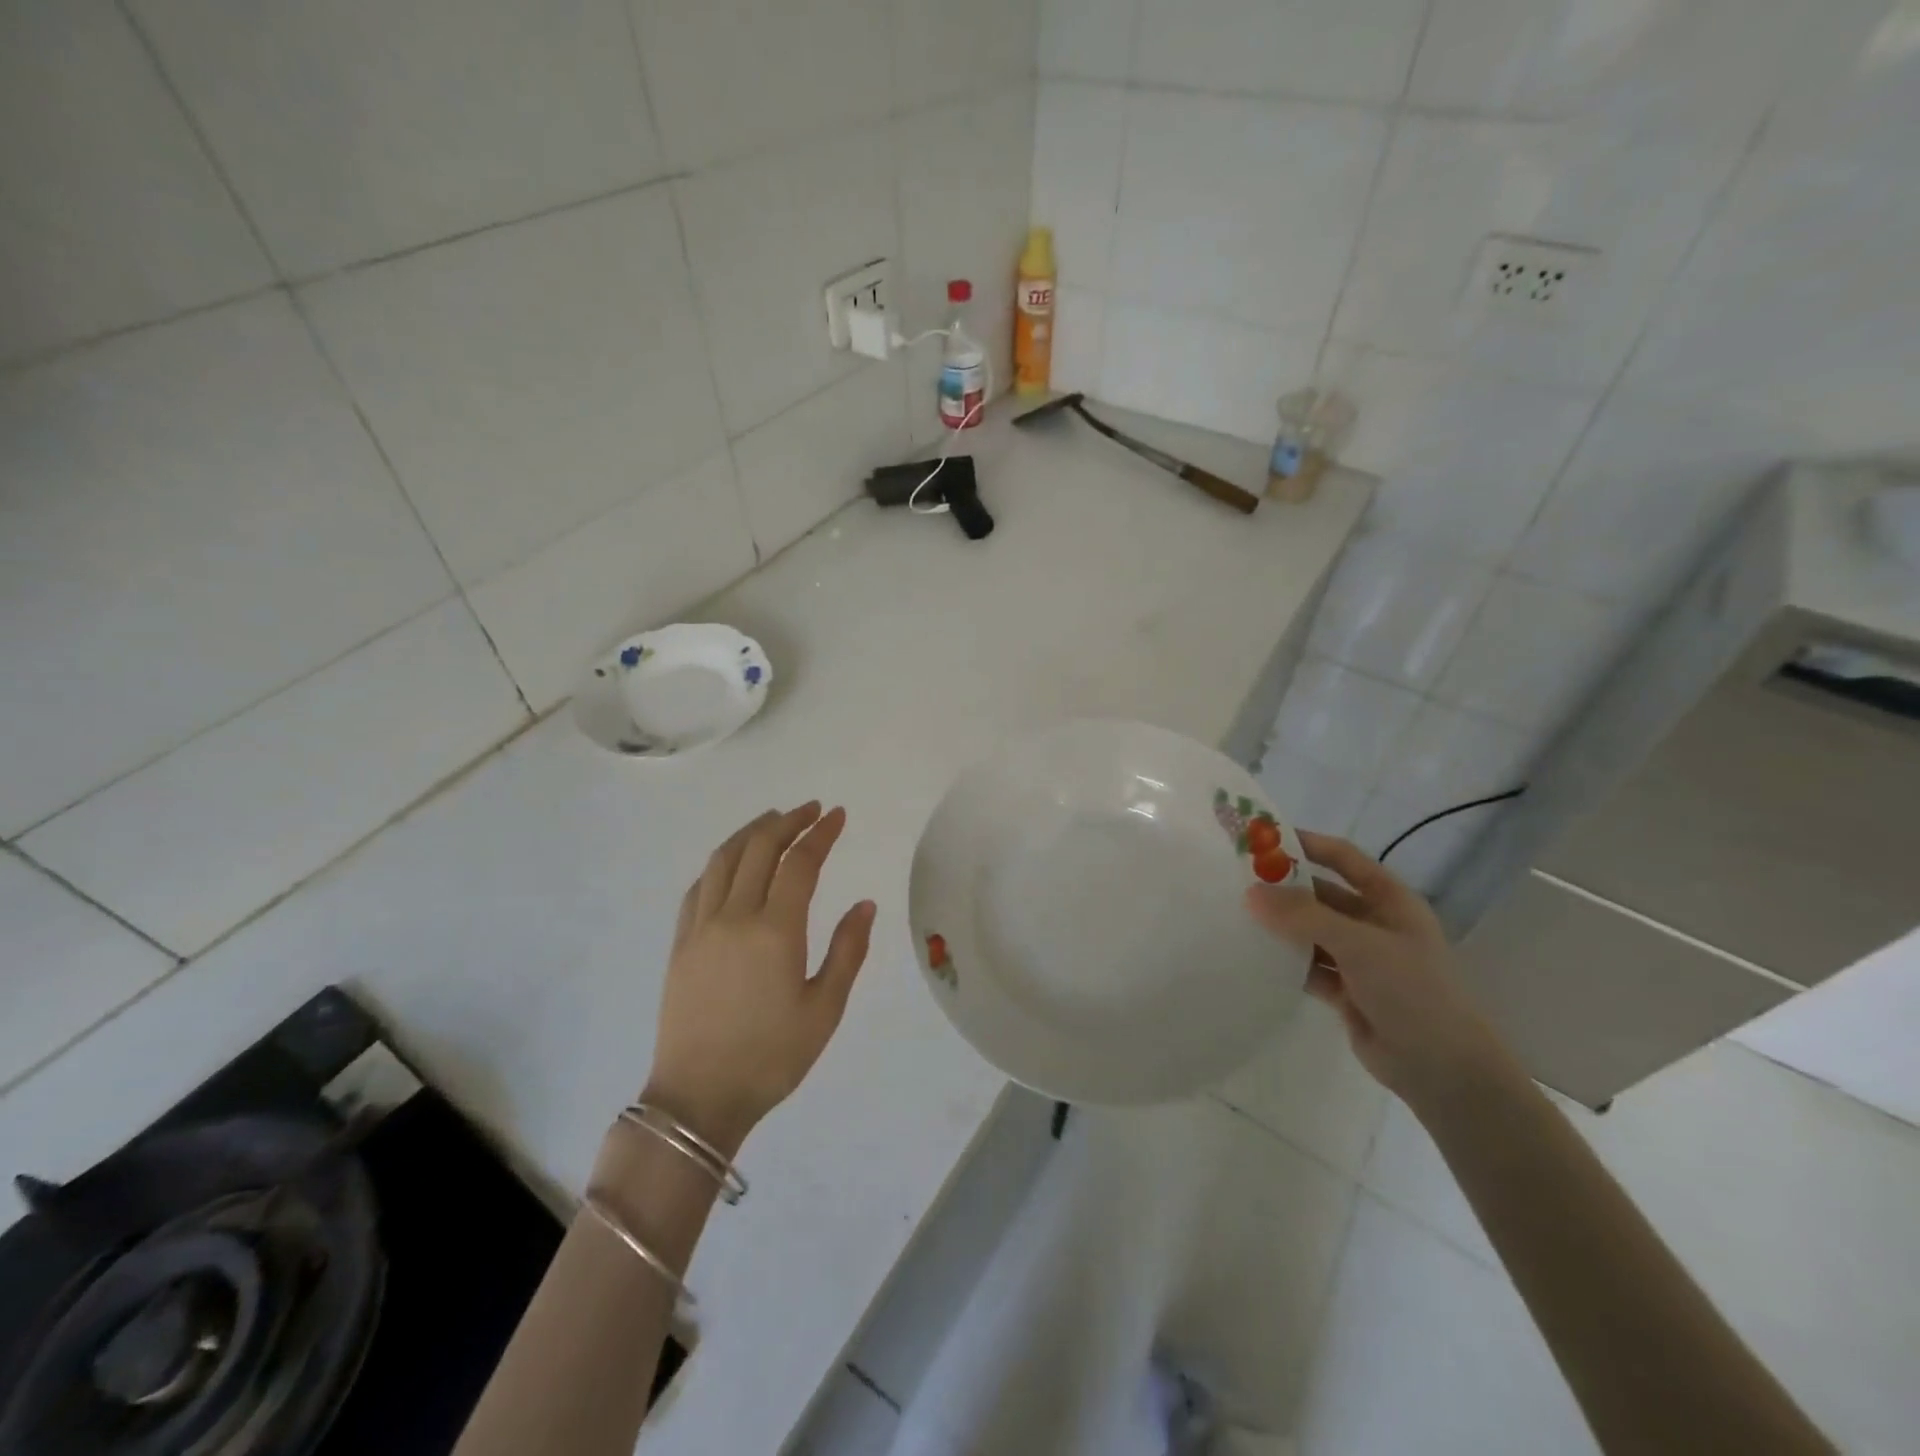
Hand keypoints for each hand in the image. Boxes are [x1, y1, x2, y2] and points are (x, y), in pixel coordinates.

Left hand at [642, 804, 875, 1154]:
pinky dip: (720, 863)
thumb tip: (865, 904)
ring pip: (723, 859)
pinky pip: (698, 886)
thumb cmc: (771, 1058)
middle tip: (811, 810)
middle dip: (788, 821)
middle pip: (759, 849)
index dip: (821, 833)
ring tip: (773, 821)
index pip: (800, 863)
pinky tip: (732, 863)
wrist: (698, 1099)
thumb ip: (848, 951)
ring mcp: (701, 927)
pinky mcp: (680, 944)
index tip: (837, 815)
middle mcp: (735, 917)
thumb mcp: (824, 1010)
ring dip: (751, 832)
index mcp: (775, 931)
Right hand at [1244, 831, 1513, 1105]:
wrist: (1441, 1070)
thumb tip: (1250, 894)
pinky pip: (1307, 965)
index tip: (1262, 839)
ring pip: (1310, 931)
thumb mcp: (1360, 945)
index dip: (1307, 844)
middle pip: (1321, 894)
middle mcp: (1374, 923)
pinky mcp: (1345, 990)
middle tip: (1235, 880)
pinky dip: (1284, 961)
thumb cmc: (1412, 992)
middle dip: (1283, 888)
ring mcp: (1359, 958)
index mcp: (1390, 900)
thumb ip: (1304, 917)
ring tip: (1234, 915)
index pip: (1343, 859)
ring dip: (1280, 926)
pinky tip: (1252, 956)